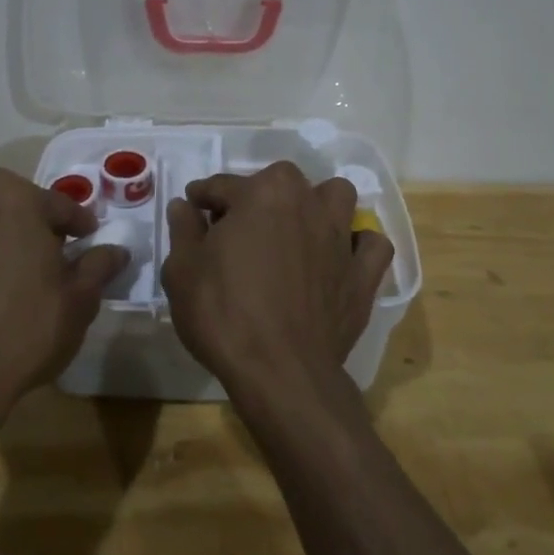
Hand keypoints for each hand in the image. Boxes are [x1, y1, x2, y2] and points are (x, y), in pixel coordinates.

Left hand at [0, 169, 129, 419]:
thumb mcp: (79, 300)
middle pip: (7, 193)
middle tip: (44, 250)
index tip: (88, 239)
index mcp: (17, 199)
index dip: (79, 224)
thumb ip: (99, 266)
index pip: (59, 206)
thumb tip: (117, 250)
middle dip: (28, 213)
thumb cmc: (26, 331)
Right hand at [160, 161, 394, 401]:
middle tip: (238, 228)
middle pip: (281, 182)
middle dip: (258, 196)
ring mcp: (340, 237)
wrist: (280, 372)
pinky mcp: (363, 274)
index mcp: (262, 194)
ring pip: (336, 197)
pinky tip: (339, 259)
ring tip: (295, 230)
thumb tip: (184, 206)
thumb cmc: (224, 314)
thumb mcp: (183, 270)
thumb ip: (184, 229)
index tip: (193, 209)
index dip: (202, 198)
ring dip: (316, 205)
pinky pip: (371, 245)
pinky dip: (358, 246)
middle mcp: (307, 203)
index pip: (223, 185)